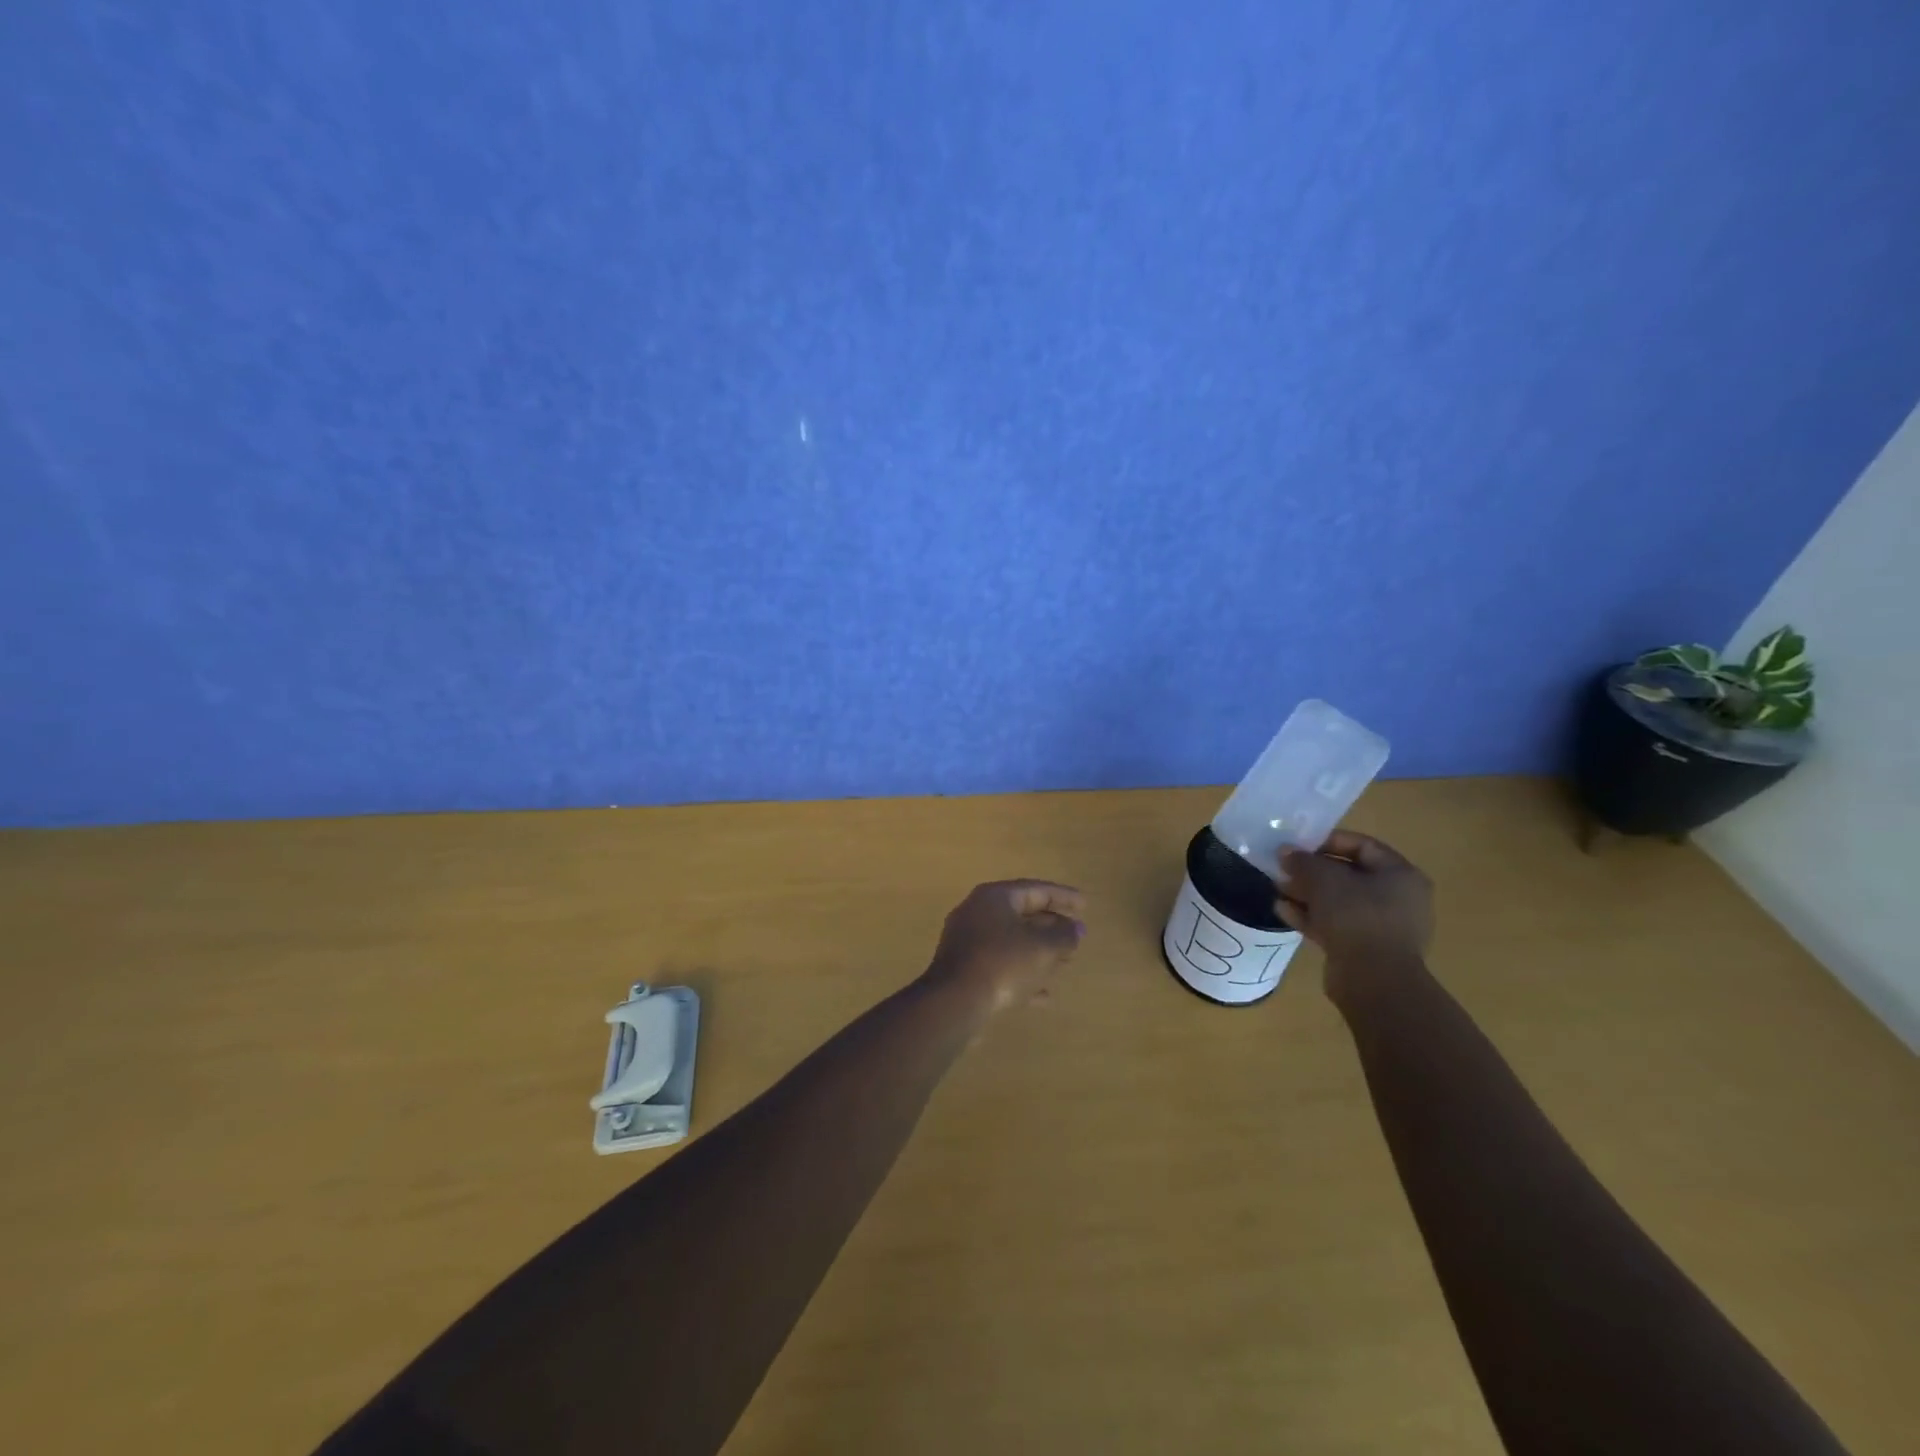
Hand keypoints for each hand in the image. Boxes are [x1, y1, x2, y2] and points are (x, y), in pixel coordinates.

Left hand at [922, 879, 1086, 1014]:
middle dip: (1052, 927)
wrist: (954, 1002)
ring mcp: (968, 942)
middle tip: (1077, 936)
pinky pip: (1001, 966)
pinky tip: (1045, 996)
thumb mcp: (1042, 948)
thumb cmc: (1002, 963)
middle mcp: (978, 913)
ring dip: (1040, 952)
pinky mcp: (965, 970)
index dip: (1063, 897)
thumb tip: (1076, 930)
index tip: (1085, 906)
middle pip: (1022, 915)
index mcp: (994, 897)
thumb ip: (1064, 936)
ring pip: (1012, 942)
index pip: (1035, 889)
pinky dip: (1023, 975)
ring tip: (1066, 963)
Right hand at [1275, 831, 1432, 994]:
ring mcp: (1382, 926)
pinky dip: (1311, 916)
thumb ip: (1303, 861)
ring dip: (1307, 894)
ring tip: (1278, 889)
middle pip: (1348, 874)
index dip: (1327, 841)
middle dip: (1312, 871)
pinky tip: (1282, 911)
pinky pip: (1336, 924)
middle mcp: (1397, 898)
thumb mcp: (1324, 879)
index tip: (1298, 845)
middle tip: (1283, 868)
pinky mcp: (1365, 949)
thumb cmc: (1356, 916)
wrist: (1374, 981)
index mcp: (1400, 874)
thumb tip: (1286, 852)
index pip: (1362, 845)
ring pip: (1339, 901)